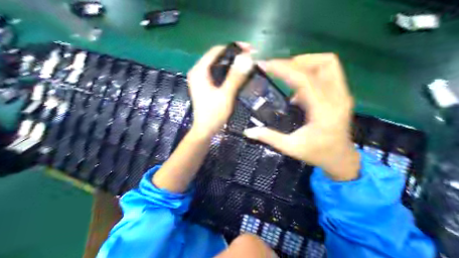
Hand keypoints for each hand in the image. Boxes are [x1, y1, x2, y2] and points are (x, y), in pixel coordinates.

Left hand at [186, 45, 252, 138]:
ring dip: (232, 64)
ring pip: (218, 65)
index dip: (234, 48)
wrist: (206, 129)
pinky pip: (218, 74)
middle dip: (235, 56)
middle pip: (217, 57)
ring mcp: (201, 79)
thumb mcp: (225, 95)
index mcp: (199, 71)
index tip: (250, 49)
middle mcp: (198, 72)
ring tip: (247, 65)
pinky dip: (228, 73)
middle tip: (251, 58)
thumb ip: (235, 77)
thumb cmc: (213, 114)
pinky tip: (238, 75)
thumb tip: (247, 58)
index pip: (217, 51)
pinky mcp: (205, 86)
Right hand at [246, 53, 359, 180]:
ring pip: (328, 64)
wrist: (341, 159)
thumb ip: (269, 137)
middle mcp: (337, 97)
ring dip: (305, 63)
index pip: (304, 79)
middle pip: (323, 63)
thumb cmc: (317, 154)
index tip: (266, 64)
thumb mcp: (291, 148)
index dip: (283, 69)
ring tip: (286, 73)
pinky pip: (327, 73)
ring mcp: (342, 94)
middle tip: (276, 68)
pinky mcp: (340, 94)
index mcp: (324, 110)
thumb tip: (248, 131)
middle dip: (296, 61)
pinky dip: (310, 72)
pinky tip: (296, 87)